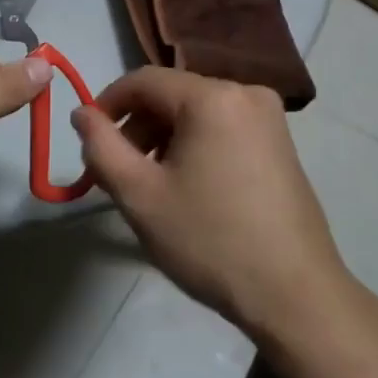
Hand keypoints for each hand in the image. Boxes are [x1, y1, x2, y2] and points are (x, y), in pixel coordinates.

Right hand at [72, 68, 349, 337]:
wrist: (296, 296)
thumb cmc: (211, 241)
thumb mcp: (140, 196)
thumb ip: (101, 147)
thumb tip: (81, 113)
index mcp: (212, 96)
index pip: (143, 81)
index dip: (107, 104)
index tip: (88, 140)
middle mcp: (245, 92)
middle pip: (172, 95)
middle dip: (137, 128)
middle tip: (117, 173)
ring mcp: (269, 117)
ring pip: (197, 112)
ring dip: (164, 138)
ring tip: (150, 185)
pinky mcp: (281, 142)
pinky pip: (222, 127)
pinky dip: (195, 145)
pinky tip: (188, 187)